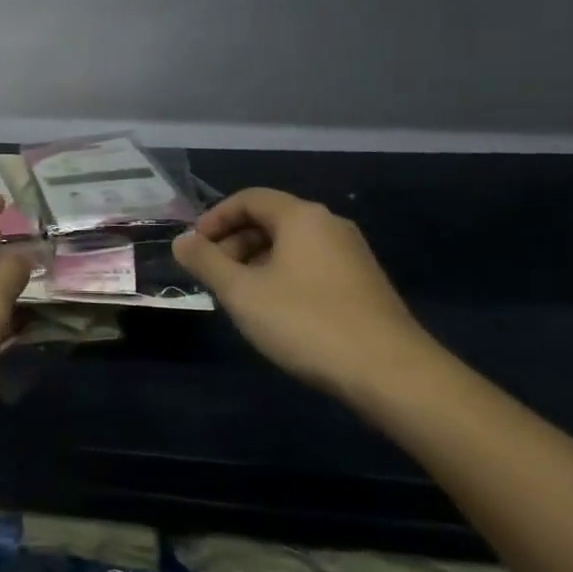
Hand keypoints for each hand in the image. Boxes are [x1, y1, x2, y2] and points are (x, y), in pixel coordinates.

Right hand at [172, 188, 440, 400]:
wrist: (391, 373)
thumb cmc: (306, 322)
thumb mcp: (242, 293)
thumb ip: (207, 262)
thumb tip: (182, 241)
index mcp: (301, 216)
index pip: (249, 198)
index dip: (215, 218)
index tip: (195, 247)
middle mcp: (329, 225)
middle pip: (270, 220)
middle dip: (234, 243)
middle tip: (213, 276)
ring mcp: (351, 255)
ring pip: (291, 246)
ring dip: (256, 263)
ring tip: (239, 298)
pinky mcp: (364, 284)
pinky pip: (311, 266)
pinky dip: (283, 277)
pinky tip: (275, 313)